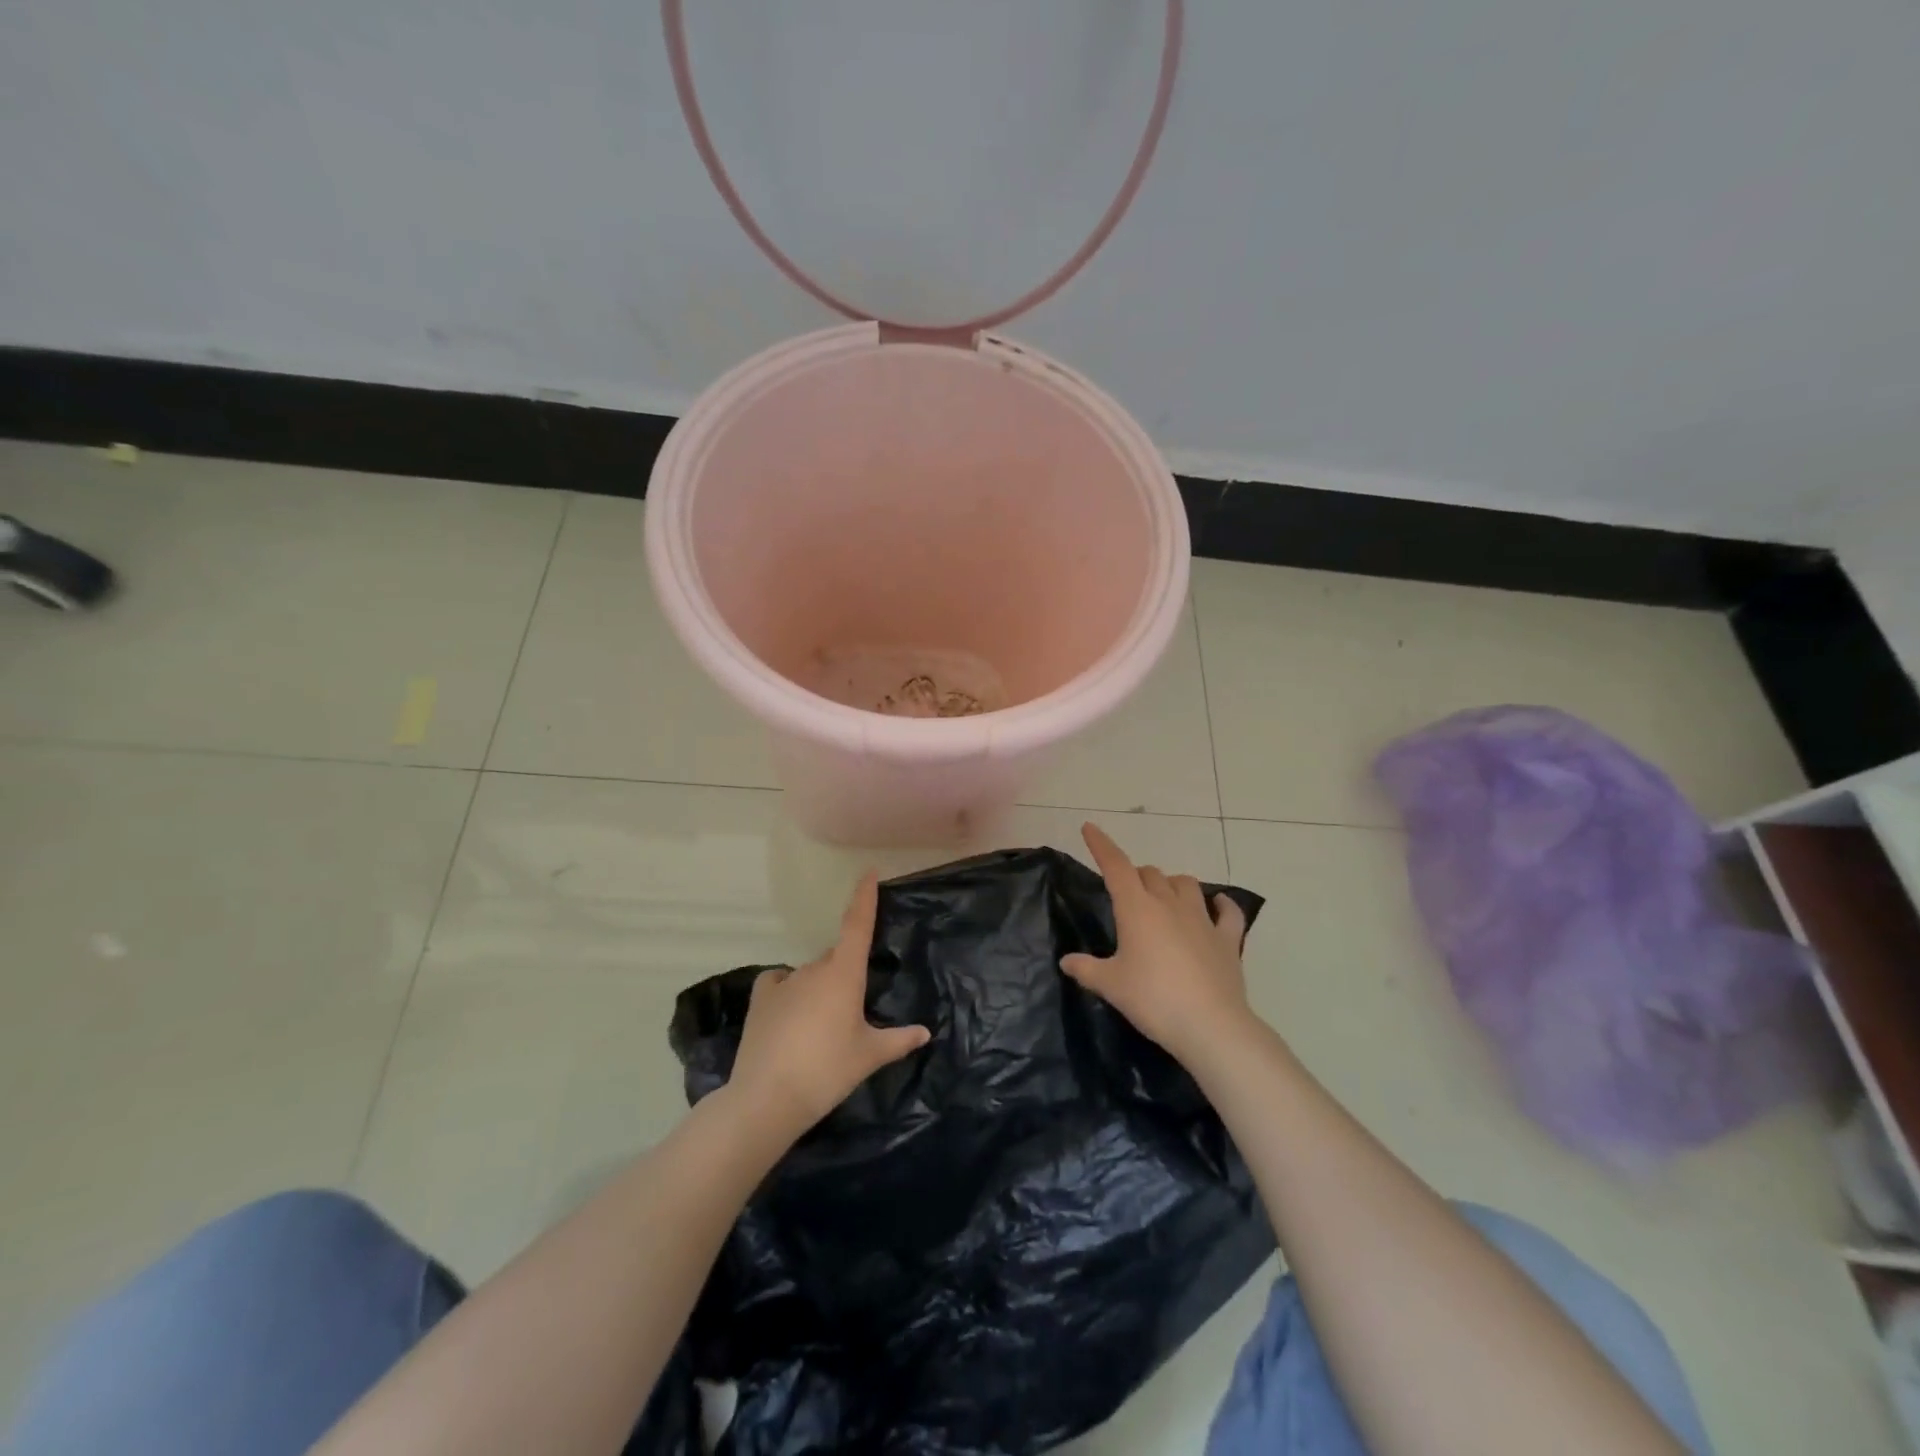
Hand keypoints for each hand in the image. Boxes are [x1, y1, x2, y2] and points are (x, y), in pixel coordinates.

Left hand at [729, 871, 930, 1138]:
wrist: (768, 1097)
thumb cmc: (828, 1070)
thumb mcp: (869, 1056)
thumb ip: (899, 1040)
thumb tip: (925, 1033)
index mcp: (844, 974)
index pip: (858, 924)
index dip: (864, 896)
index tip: (868, 872)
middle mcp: (814, 969)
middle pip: (836, 958)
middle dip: (846, 974)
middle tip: (853, 1010)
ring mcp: (784, 981)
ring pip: (810, 974)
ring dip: (820, 988)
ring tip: (822, 1027)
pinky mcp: (760, 999)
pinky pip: (779, 982)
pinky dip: (787, 990)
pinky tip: (789, 1013)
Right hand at [1062, 822, 1252, 1065]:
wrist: (1210, 1025)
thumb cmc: (1152, 999)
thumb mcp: (1110, 985)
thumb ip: (1086, 969)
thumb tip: (1066, 961)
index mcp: (1137, 908)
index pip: (1115, 866)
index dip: (1101, 845)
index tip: (1090, 828)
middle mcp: (1169, 904)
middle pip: (1150, 874)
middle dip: (1135, 876)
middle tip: (1126, 894)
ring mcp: (1202, 919)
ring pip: (1186, 883)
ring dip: (1171, 884)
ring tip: (1164, 897)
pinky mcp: (1228, 939)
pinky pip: (1228, 912)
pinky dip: (1221, 905)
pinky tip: (1218, 905)